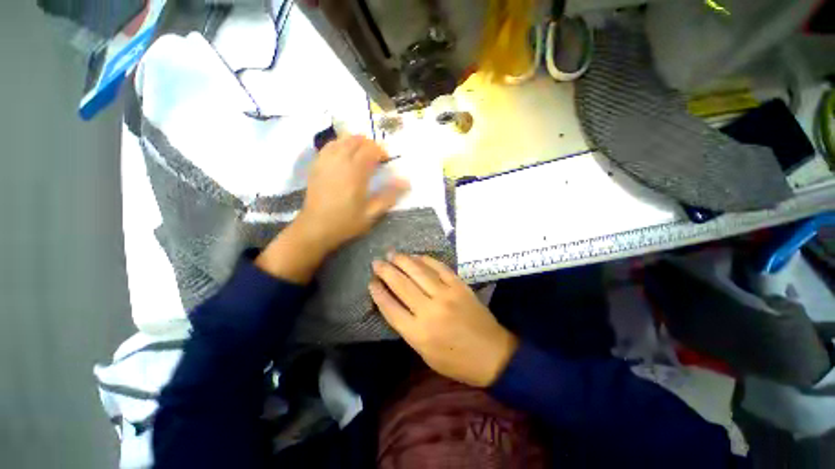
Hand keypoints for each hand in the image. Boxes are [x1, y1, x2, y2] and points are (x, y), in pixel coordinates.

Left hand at [296, 135, 409, 252]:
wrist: (316, 228)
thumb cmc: (346, 222)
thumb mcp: (372, 213)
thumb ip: (389, 195)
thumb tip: (406, 181)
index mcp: (355, 172)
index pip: (370, 149)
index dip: (381, 151)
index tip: (387, 160)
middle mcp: (340, 161)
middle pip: (356, 141)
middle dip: (369, 144)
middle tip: (376, 156)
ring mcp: (326, 161)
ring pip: (342, 140)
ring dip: (355, 142)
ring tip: (362, 152)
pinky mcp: (316, 165)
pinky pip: (329, 146)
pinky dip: (340, 144)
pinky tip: (344, 154)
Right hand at [369, 253, 518, 387]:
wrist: (492, 354)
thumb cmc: (456, 361)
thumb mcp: (425, 354)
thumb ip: (409, 329)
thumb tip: (396, 304)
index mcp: (418, 333)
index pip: (391, 308)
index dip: (379, 293)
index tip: (371, 282)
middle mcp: (430, 310)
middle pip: (402, 285)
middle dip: (386, 271)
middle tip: (377, 262)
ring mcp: (446, 295)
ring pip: (419, 272)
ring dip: (403, 261)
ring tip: (392, 254)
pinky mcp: (460, 286)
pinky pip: (440, 268)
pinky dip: (426, 260)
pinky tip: (416, 256)